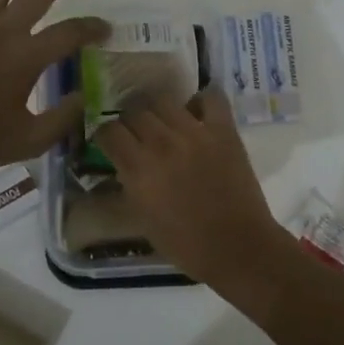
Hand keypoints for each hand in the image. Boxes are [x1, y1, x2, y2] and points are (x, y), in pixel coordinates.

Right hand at [93, 89, 285, 282]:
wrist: (237, 247)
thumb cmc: (186, 244)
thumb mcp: (141, 219)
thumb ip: (126, 186)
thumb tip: (118, 167)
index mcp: (138, 168)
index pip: (108, 131)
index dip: (106, 136)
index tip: (111, 143)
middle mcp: (162, 143)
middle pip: (134, 112)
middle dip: (130, 122)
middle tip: (137, 135)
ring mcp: (195, 132)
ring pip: (164, 100)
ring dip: (158, 111)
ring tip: (164, 123)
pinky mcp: (224, 130)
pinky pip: (210, 97)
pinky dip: (201, 101)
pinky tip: (197, 114)